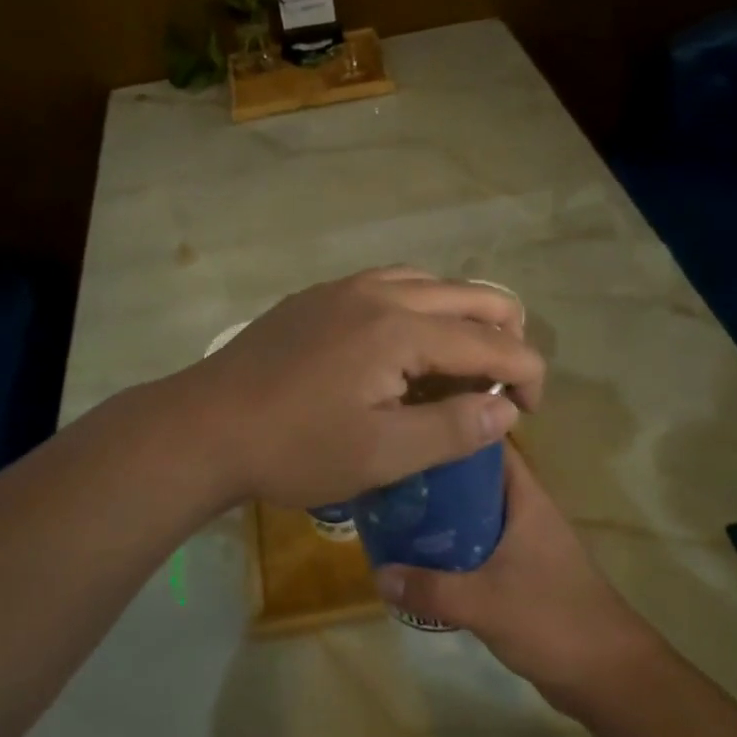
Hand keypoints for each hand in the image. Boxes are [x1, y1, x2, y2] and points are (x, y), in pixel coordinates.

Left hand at [180, 268, 543, 509]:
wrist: (206, 425)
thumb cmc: (295, 447)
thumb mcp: (382, 455)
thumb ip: (453, 429)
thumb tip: (506, 410)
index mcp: (401, 328)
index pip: (490, 342)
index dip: (526, 374)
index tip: (531, 412)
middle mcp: (379, 292)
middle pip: (468, 295)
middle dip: (504, 334)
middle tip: (506, 382)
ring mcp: (343, 288)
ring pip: (428, 282)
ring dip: (460, 315)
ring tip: (463, 360)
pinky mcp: (317, 298)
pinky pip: (388, 284)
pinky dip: (419, 306)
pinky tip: (406, 343)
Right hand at [374, 445, 664, 716]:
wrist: (610, 677)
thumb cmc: (553, 620)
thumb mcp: (484, 603)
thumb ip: (430, 589)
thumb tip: (379, 573)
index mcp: (526, 499)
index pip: (489, 445)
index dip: (454, 429)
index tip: (412, 427)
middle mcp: (525, 512)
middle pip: (475, 478)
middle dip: (436, 476)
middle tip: (391, 476)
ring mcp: (525, 543)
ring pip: (475, 513)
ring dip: (442, 513)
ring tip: (396, 512)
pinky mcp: (522, 573)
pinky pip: (480, 546)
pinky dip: (453, 546)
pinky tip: (421, 557)